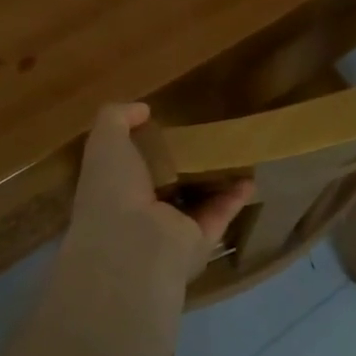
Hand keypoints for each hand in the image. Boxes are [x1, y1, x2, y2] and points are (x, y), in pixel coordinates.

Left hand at [65, 104, 252, 285]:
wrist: (132, 245)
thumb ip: (117, 118)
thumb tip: (142, 110)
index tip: (165, 126)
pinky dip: (235, 198)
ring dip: (214, 181)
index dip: (144, 147)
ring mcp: (170, 230)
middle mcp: (140, 212)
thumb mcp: (105, 141)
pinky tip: (250, 178)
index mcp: (113, 190)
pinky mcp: (199, 241)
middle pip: (166, 184)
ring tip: (235, 155)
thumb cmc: (112, 189)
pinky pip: (219, 215)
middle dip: (183, 164)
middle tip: (205, 137)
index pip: (129, 168)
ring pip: (196, 200)